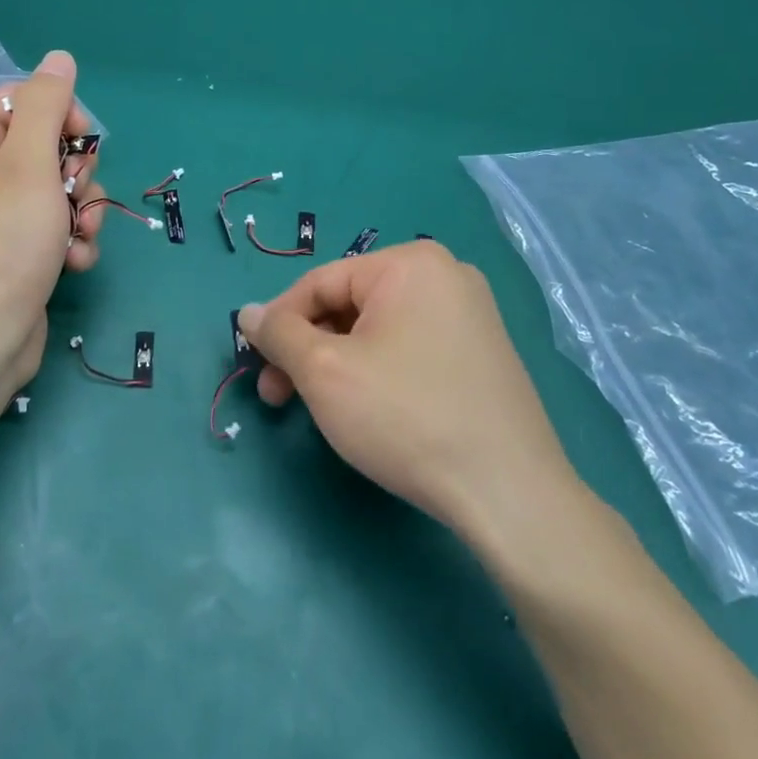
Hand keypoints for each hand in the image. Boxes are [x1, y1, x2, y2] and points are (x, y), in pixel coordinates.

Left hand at [0, 51, 105, 410]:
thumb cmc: (2, 242)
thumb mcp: (29, 162)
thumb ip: (47, 105)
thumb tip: (58, 57)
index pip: (21, 102)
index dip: (61, 118)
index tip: (83, 143)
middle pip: (44, 148)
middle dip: (75, 174)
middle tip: (76, 196)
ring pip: (55, 191)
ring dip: (80, 211)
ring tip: (80, 236)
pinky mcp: (10, 254)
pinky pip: (50, 229)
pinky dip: (69, 241)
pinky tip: (75, 261)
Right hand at [237, 240, 586, 538]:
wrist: (509, 494)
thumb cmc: (405, 417)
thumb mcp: (324, 371)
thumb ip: (279, 334)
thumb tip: (248, 312)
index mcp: (410, 264)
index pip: (319, 282)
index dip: (278, 323)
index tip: (254, 365)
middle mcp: (445, 276)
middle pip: (348, 305)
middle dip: (307, 349)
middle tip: (277, 395)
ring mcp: (470, 315)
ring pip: (376, 330)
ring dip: (336, 363)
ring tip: (318, 408)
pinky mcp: (482, 354)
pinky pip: (409, 348)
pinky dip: (375, 371)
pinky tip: (366, 409)